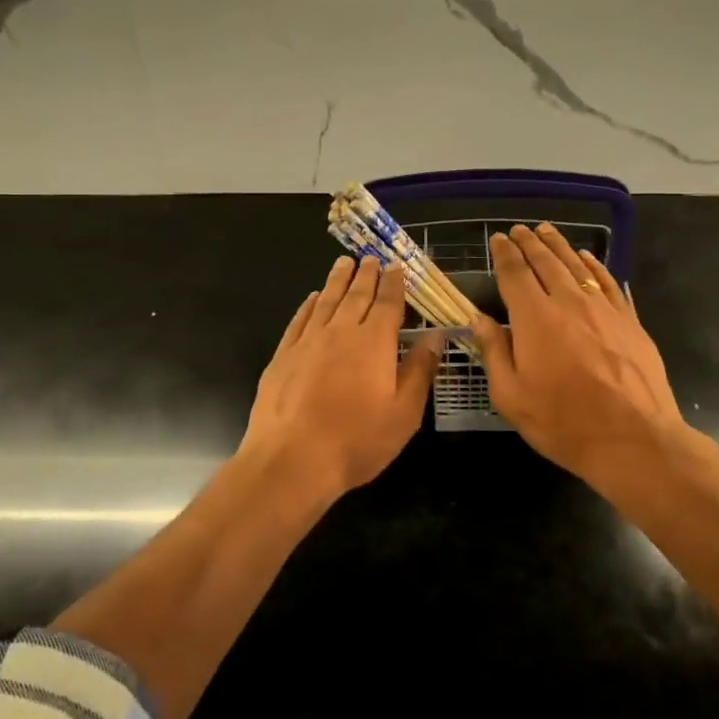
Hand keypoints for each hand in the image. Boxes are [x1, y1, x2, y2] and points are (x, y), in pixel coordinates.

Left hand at [240, 256, 444, 495]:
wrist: (291, 460)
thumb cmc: (356, 441)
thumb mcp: (403, 413)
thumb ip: (420, 371)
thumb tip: (434, 337)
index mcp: (374, 343)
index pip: (388, 303)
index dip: (394, 284)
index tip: (397, 266)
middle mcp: (341, 332)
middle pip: (356, 295)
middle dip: (366, 274)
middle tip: (371, 258)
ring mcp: (308, 342)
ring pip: (326, 301)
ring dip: (338, 280)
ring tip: (344, 262)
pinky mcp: (283, 356)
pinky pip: (300, 319)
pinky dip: (309, 304)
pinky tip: (313, 298)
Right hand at [470, 224, 682, 481]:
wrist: (635, 440)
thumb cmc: (564, 423)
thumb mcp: (512, 397)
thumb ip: (494, 353)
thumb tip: (480, 321)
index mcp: (535, 318)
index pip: (515, 273)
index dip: (504, 254)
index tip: (498, 239)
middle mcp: (569, 302)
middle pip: (546, 262)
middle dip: (530, 243)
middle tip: (519, 230)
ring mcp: (604, 309)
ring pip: (577, 266)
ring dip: (559, 246)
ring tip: (547, 231)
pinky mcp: (629, 321)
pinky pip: (607, 282)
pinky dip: (594, 265)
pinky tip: (586, 258)